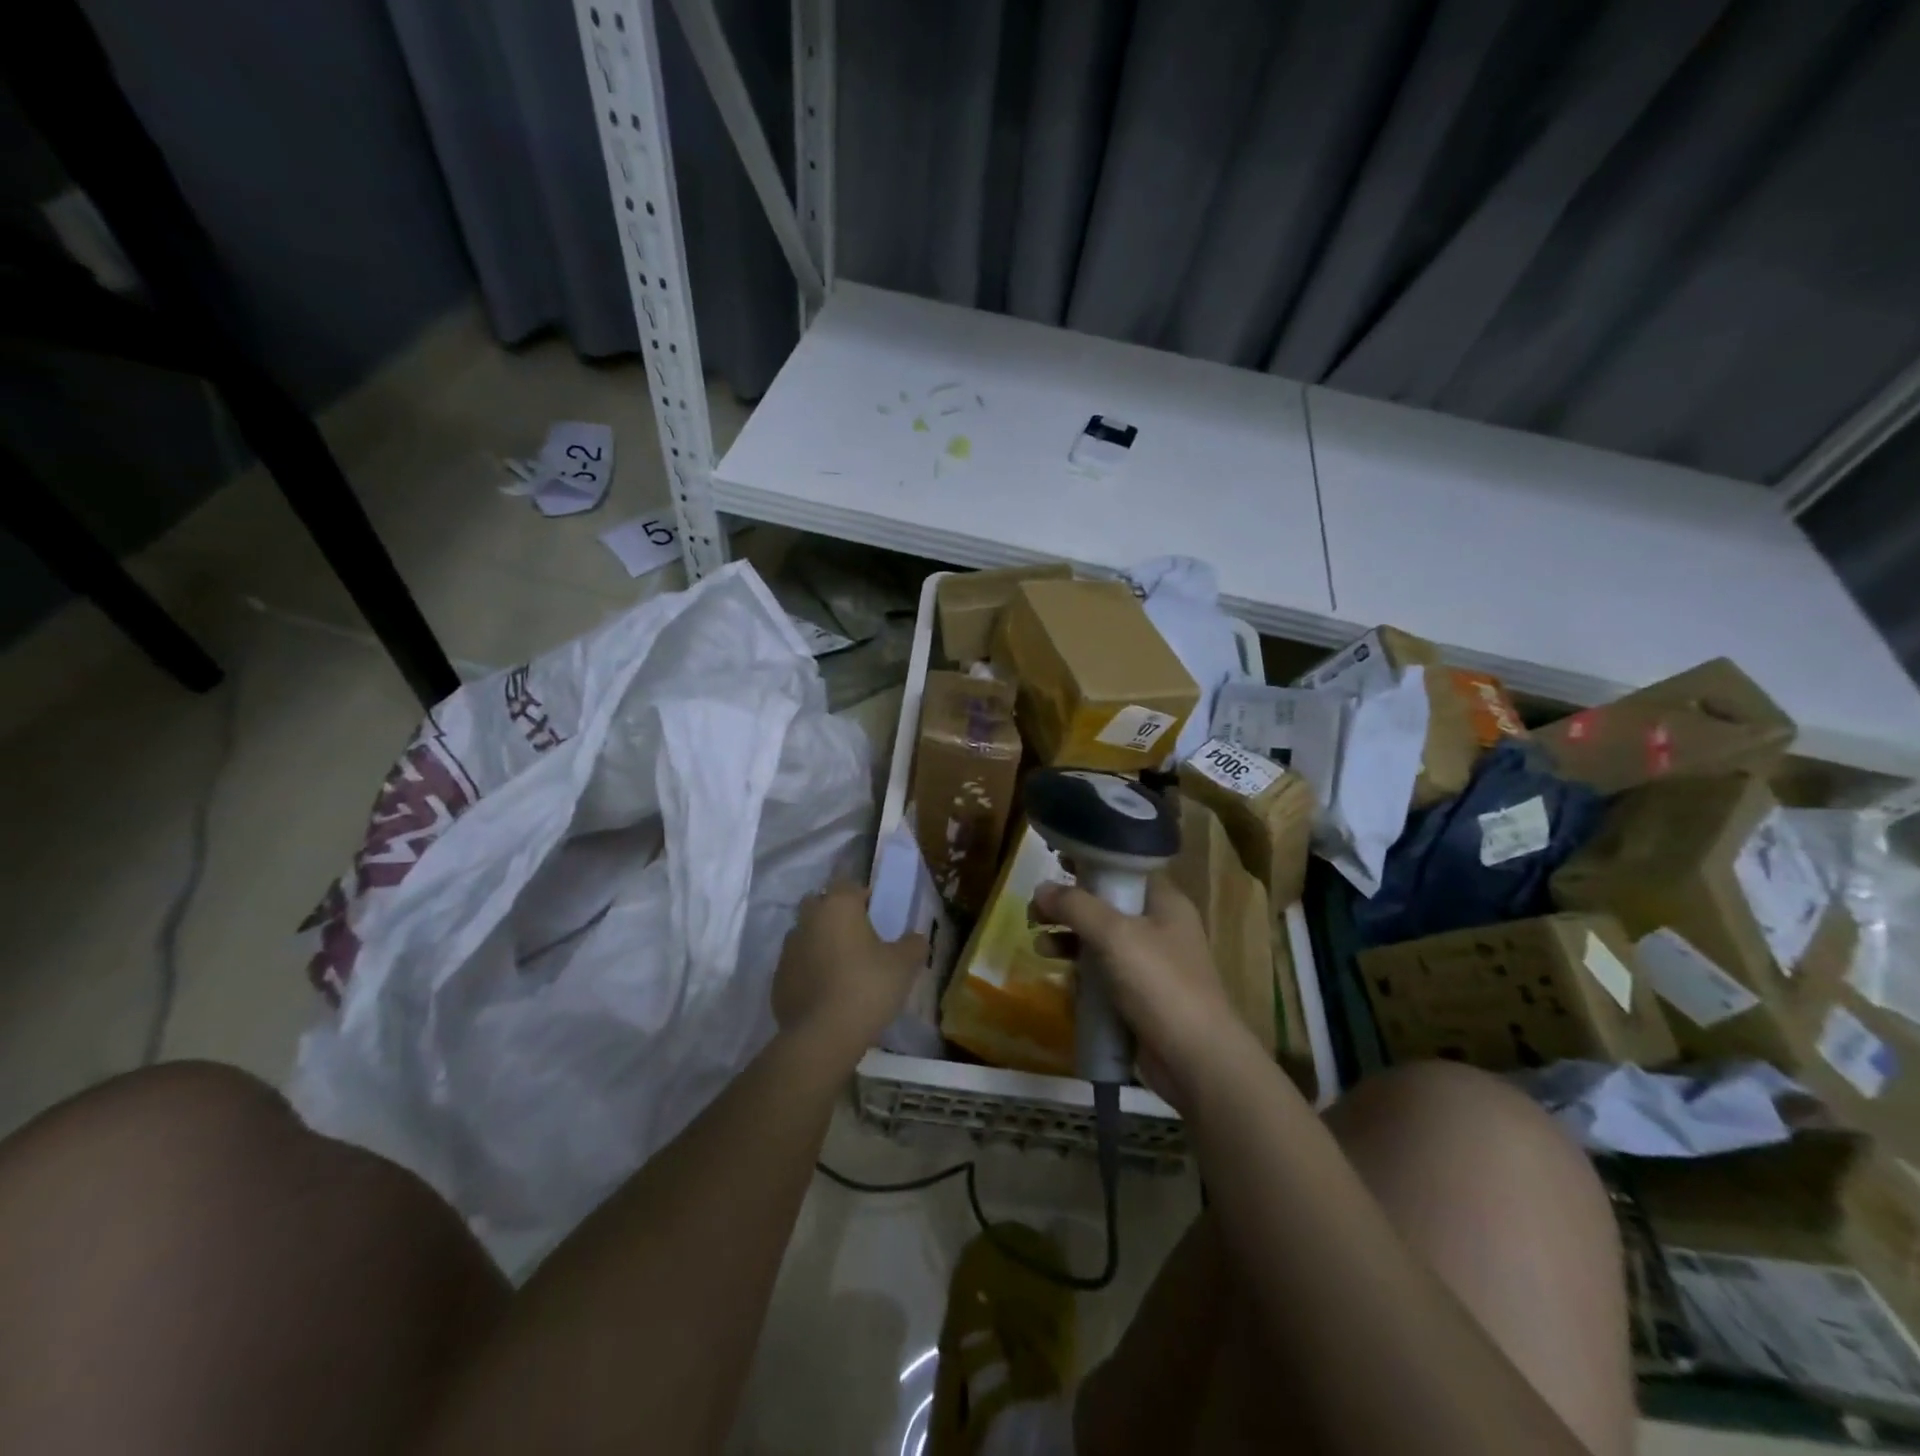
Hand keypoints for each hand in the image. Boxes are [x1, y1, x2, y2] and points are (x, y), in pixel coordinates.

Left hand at [772, 883, 928, 1063]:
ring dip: (819, 942)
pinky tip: (825, 991)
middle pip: (820, 904)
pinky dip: (808, 970)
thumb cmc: (867, 988)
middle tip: (857, 935)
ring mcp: (788, 950)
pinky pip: (796, 965)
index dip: (863, 896)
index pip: (848, 885)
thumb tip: (916, 938)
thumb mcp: (904, 966)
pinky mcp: (777, 979)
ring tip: (841, 966)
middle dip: (835, 913)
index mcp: (838, 906)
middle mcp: (808, 920)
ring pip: (805, 934)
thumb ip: (913, 945)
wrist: (822, 1036)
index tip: (876, 913)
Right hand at [1030, 875, 1252, 1106]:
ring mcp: (1149, 963)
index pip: (1123, 867)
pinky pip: (1103, 971)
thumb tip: (1040, 888)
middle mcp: (1158, 926)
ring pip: (1100, 939)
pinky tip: (1060, 974)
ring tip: (1038, 944)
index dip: (1089, 860)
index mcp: (1164, 902)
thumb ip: (1076, 907)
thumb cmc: (1160, 984)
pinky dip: (1080, 969)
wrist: (1196, 1059)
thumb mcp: (1115, 935)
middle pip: (1106, 903)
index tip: (1054, 861)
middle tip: (1034, 912)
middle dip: (1068, 905)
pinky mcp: (1138, 994)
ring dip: (1068, 937)